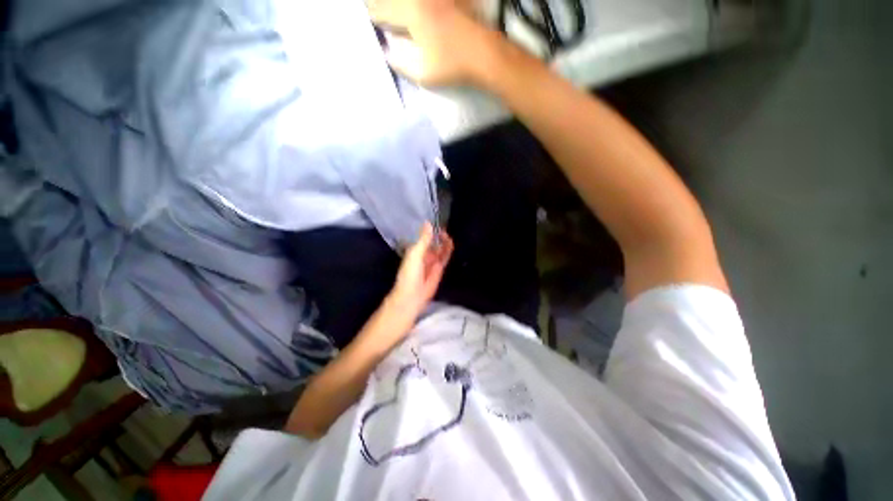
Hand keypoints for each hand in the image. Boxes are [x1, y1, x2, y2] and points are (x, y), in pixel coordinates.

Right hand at [369, 0, 496, 84]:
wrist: (484, 54)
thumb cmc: (452, 66)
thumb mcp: (422, 73)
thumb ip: (400, 62)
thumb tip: (387, 52)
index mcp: (411, 12)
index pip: (381, 9)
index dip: (373, 17)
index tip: (370, 25)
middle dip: (382, 7)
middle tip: (380, 18)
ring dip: (398, 7)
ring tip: (395, 15)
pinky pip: (422, 1)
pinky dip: (414, 6)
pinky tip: (415, 14)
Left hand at [389, 223, 453, 316]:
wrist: (413, 295)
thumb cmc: (410, 273)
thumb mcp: (415, 253)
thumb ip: (423, 239)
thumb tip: (428, 223)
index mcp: (415, 250)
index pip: (424, 237)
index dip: (430, 231)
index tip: (437, 223)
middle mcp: (424, 254)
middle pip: (433, 243)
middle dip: (438, 236)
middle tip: (445, 228)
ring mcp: (432, 262)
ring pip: (440, 249)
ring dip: (444, 242)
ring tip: (448, 234)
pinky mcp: (440, 269)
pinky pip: (445, 258)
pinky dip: (448, 251)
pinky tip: (451, 244)